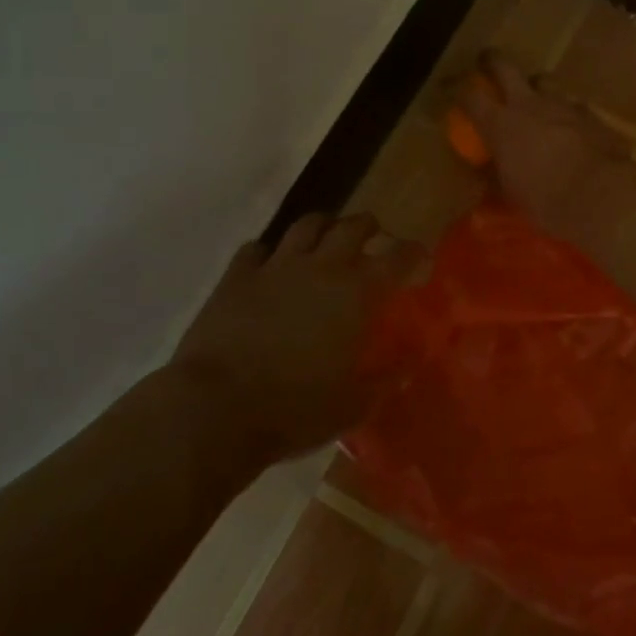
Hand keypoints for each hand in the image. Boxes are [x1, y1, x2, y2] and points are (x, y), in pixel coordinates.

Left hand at [172, 212, 424, 461]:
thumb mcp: (351, 407)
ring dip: (322, 227)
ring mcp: (276, 266)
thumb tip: (408, 366)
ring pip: (306, 225)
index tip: (420, 259)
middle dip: (368, 228)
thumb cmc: (293, 410)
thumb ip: (384, 382)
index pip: (398, 257)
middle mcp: (321, 267)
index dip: (413, 253)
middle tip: (372, 239)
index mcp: (356, 293)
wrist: (214, 409)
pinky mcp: (237, 276)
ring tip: (324, 239)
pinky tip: (268, 265)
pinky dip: (268, 253)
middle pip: (353, 226)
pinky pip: (256, 249)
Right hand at [458, 53, 633, 243]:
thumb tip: (484, 173)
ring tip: (536, 98)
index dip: (458, 89)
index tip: (453, 89)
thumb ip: (496, 175)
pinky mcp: (591, 114)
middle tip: (488, 61)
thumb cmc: (547, 200)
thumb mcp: (512, 193)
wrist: (602, 195)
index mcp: (502, 124)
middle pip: (506, 67)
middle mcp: (530, 104)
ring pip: (544, 81)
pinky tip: (570, 127)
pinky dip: (566, 112)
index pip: (470, 96)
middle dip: (493, 61)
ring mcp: (564, 105)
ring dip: (536, 86)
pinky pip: (573, 105)